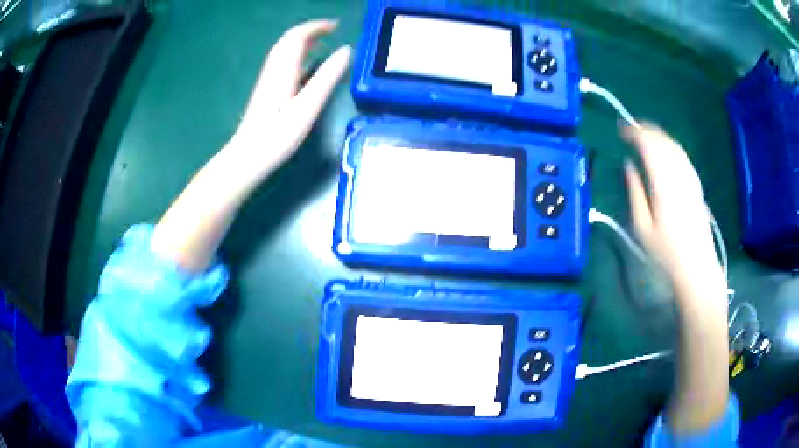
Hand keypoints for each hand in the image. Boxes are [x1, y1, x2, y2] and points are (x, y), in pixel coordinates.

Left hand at [226, 19, 351, 178]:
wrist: (247, 157)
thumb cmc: (277, 136)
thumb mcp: (307, 107)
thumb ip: (327, 77)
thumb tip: (346, 51)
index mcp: (283, 70)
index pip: (297, 37)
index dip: (316, 26)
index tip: (336, 25)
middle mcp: (274, 70)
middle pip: (289, 41)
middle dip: (310, 31)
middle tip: (332, 30)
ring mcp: (268, 80)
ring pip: (284, 51)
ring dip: (303, 41)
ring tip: (323, 41)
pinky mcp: (267, 91)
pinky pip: (283, 64)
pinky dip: (297, 56)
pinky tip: (306, 65)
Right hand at [624, 125, 730, 433]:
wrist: (697, 269)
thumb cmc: (666, 254)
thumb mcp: (642, 227)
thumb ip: (634, 191)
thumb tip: (628, 166)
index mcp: (664, 183)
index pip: (649, 145)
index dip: (634, 132)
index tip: (621, 130)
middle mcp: (679, 175)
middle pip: (663, 140)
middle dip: (646, 130)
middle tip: (631, 130)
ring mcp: (691, 179)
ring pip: (675, 146)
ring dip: (659, 136)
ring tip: (646, 135)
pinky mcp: (697, 186)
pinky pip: (683, 157)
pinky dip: (671, 147)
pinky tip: (666, 151)